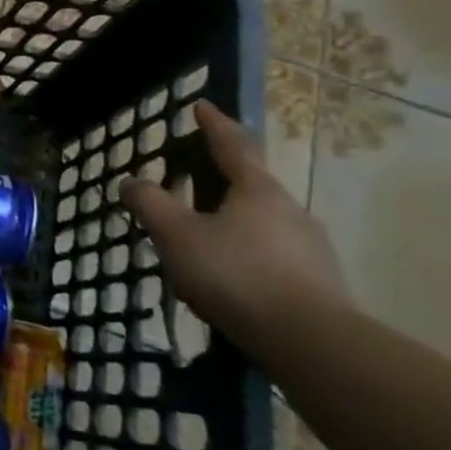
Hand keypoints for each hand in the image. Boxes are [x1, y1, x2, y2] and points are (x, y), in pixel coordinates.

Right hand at [119, 100, 347, 353]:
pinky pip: (272, 260)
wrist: (311, 343)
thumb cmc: (237, 275)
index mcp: (257, 190)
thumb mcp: (178, 236)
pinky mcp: (319, 285)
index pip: (232, 145)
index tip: (201, 106)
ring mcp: (310, 248)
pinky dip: (246, 262)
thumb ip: (151, 205)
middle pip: (248, 187)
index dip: (213, 125)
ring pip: (260, 227)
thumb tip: (131, 182)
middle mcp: (290, 210)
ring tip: (201, 251)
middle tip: (188, 192)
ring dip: (230, 229)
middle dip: (218, 186)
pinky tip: (228, 288)